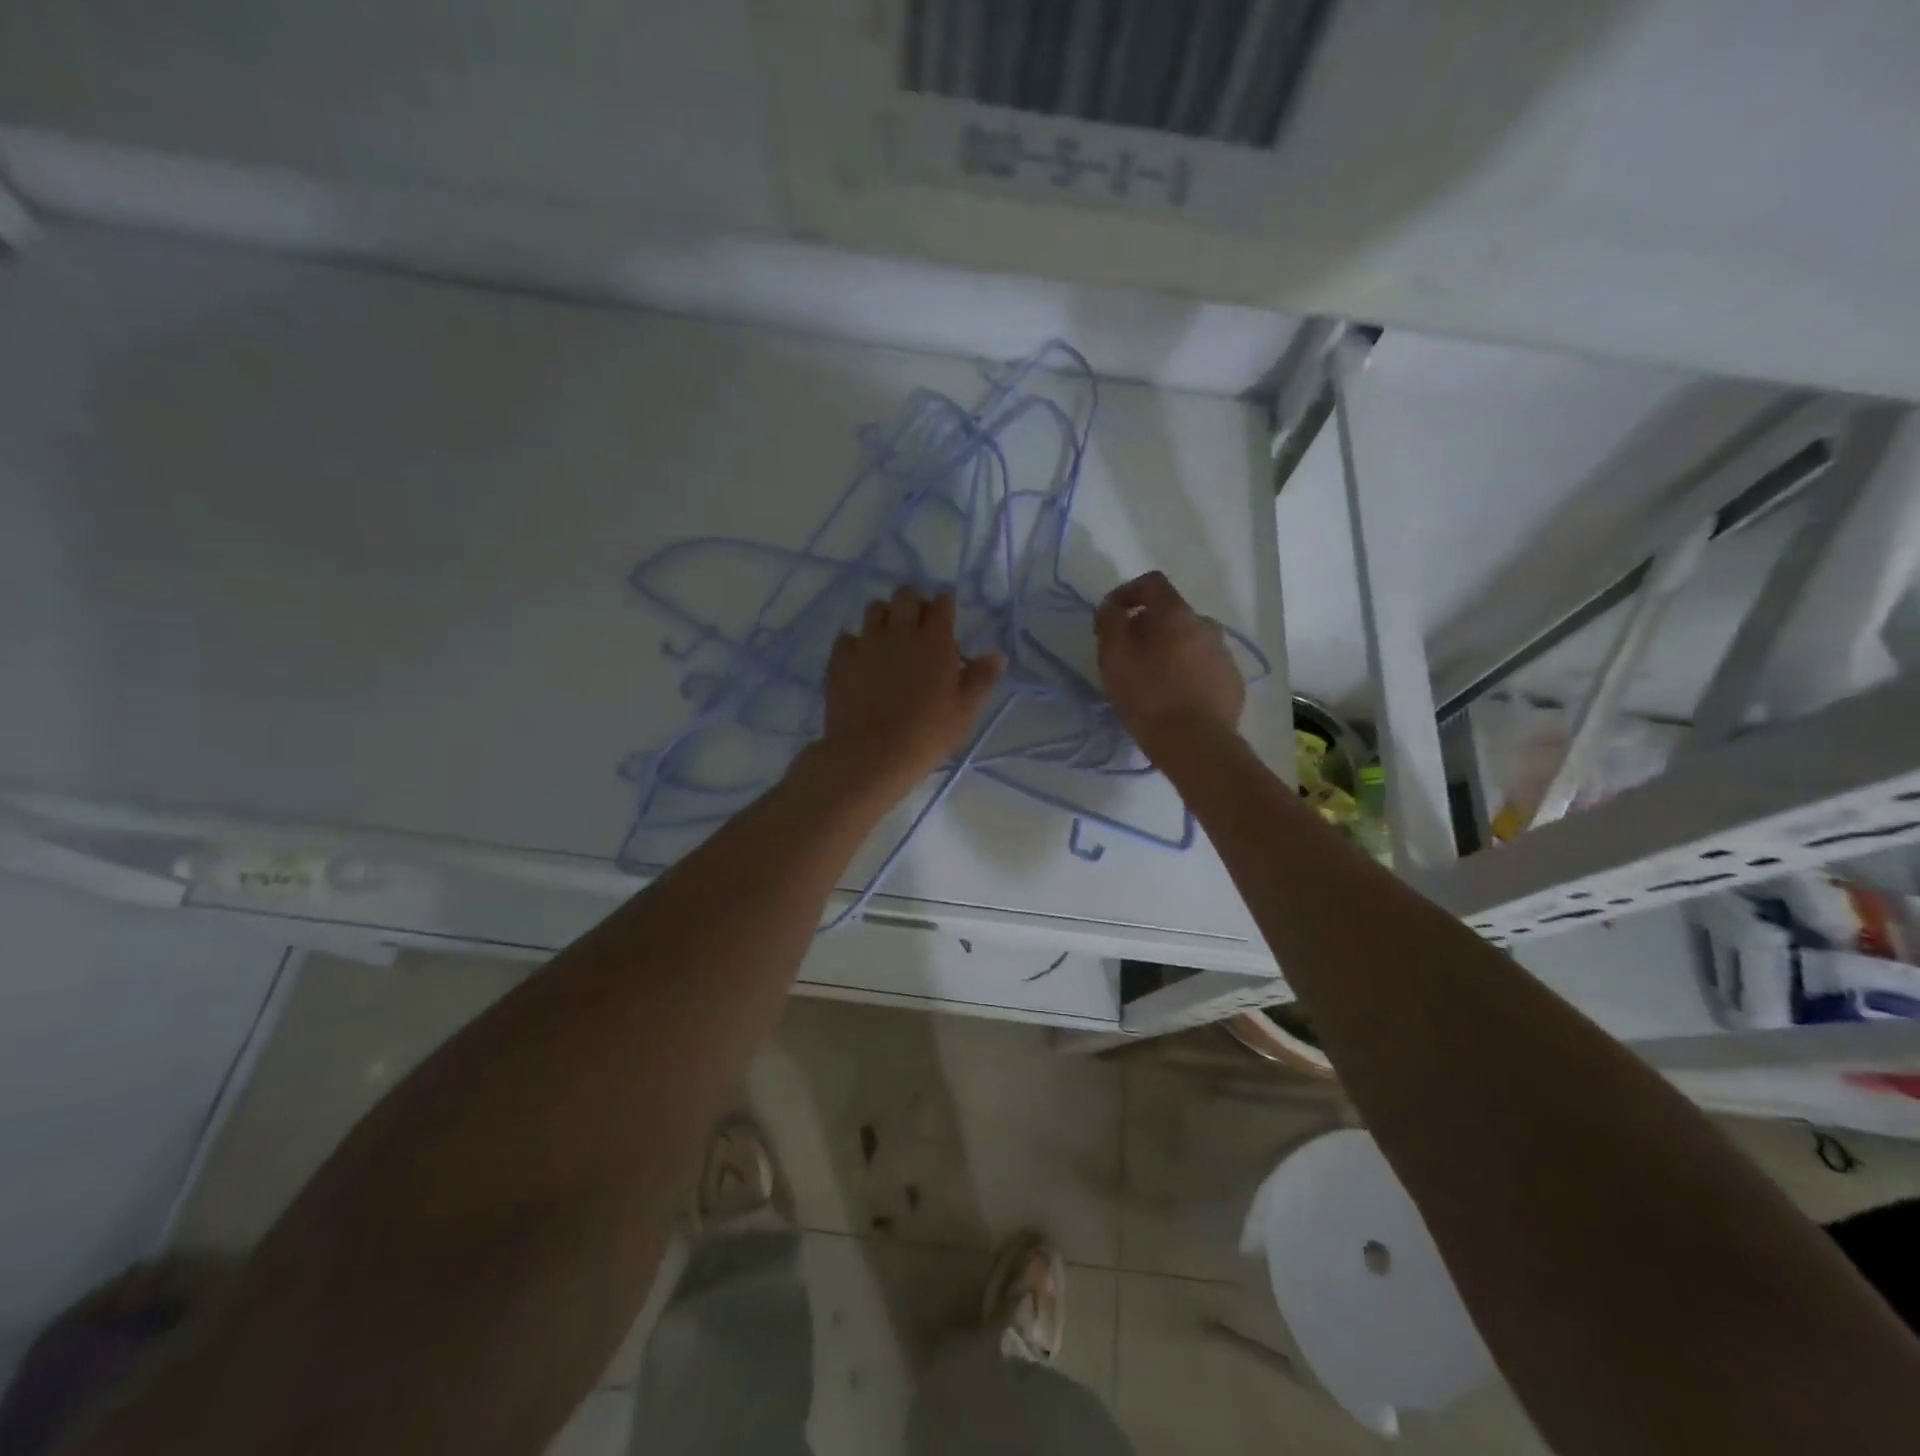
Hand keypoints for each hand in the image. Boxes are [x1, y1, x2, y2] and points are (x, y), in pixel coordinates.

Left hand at [816, 586, 1003, 799]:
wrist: (872, 754)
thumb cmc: (927, 733)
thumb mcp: (965, 711)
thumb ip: (981, 679)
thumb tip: (998, 655)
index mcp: (935, 640)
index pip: (942, 602)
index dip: (945, 608)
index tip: (946, 621)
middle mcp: (900, 631)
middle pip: (905, 594)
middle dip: (913, 604)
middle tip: (917, 628)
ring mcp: (867, 642)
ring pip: (874, 609)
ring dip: (885, 617)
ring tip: (889, 640)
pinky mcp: (840, 658)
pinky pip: (847, 637)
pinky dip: (856, 643)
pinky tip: (861, 662)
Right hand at [1095, 571, 1244, 758]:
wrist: (1197, 744)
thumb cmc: (1148, 697)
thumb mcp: (1113, 657)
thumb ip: (1109, 622)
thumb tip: (1111, 606)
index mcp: (1176, 614)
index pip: (1152, 583)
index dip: (1128, 592)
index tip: (1112, 614)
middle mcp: (1206, 625)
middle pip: (1172, 614)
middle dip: (1148, 626)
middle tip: (1128, 654)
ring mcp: (1223, 654)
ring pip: (1190, 641)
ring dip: (1170, 650)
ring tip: (1153, 679)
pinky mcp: (1232, 681)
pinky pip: (1204, 666)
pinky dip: (1188, 672)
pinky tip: (1176, 697)